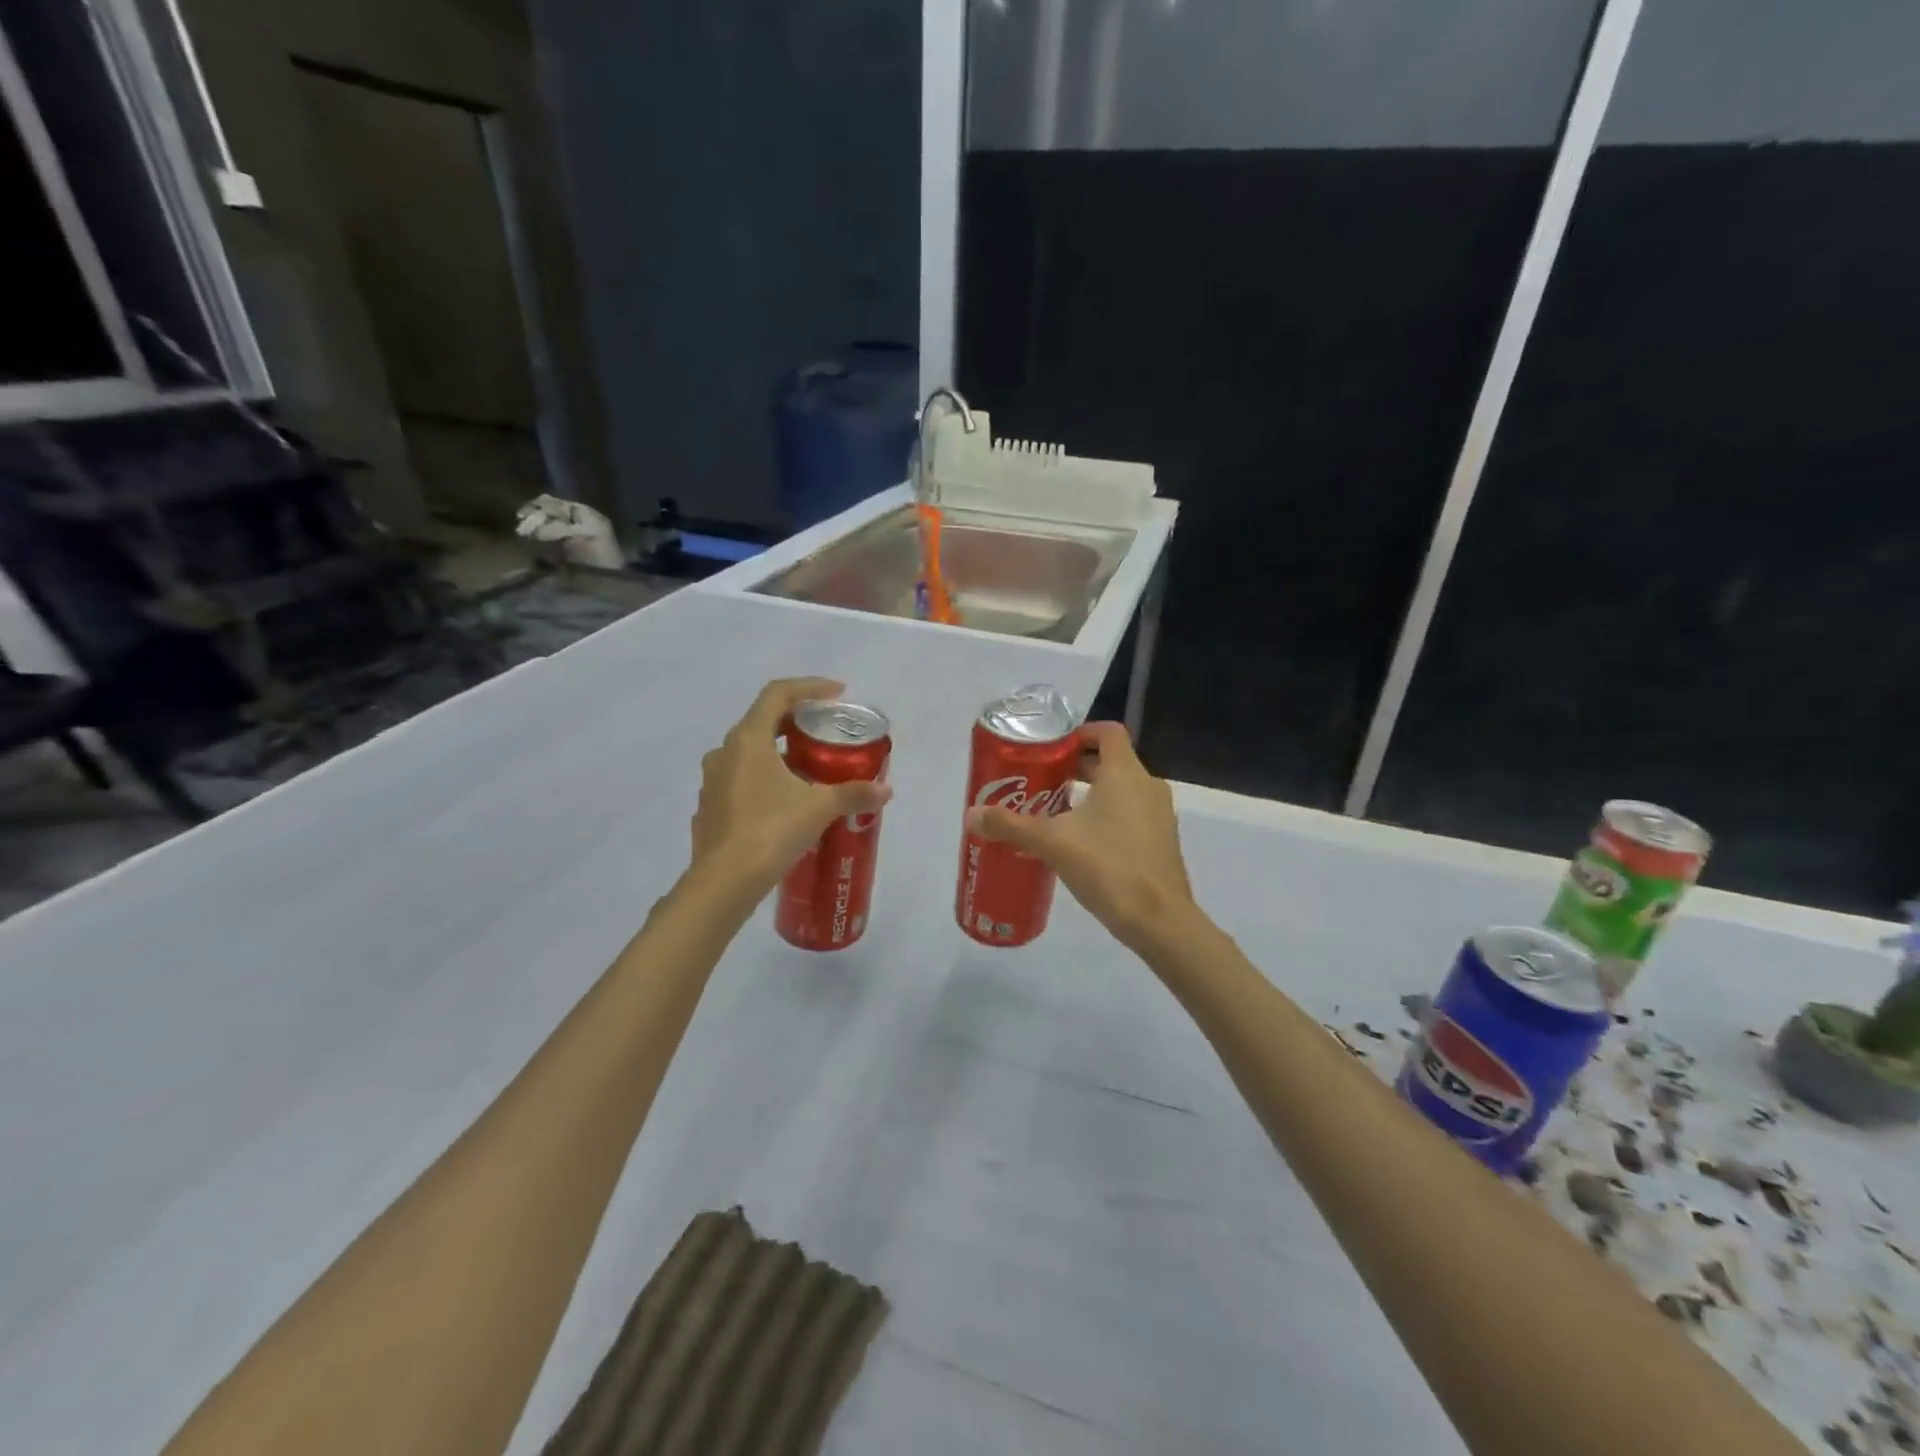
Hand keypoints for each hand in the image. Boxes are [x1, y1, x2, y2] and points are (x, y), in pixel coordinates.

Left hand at [690, 678, 892, 896]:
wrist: (723, 883)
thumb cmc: (770, 830)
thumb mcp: (818, 808)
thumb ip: (853, 793)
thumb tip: (885, 790)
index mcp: (748, 740)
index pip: (777, 694)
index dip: (809, 686)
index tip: (836, 694)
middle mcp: (724, 753)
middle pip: (763, 722)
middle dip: (796, 722)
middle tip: (826, 733)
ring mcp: (712, 782)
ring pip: (749, 754)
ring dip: (779, 754)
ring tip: (810, 771)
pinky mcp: (710, 808)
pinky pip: (740, 782)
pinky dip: (764, 781)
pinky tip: (784, 804)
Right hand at [966, 721, 1196, 953]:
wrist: (1159, 920)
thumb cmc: (1108, 867)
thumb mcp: (1052, 843)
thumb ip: (1011, 825)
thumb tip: (971, 814)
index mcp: (1124, 774)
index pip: (1108, 732)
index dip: (1081, 733)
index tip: (1053, 749)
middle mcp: (1147, 786)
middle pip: (1111, 762)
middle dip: (1076, 768)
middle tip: (1042, 782)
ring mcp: (1159, 815)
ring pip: (1121, 790)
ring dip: (1091, 794)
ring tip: (1055, 813)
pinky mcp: (1162, 841)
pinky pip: (1132, 815)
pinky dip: (1107, 817)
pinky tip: (1081, 844)